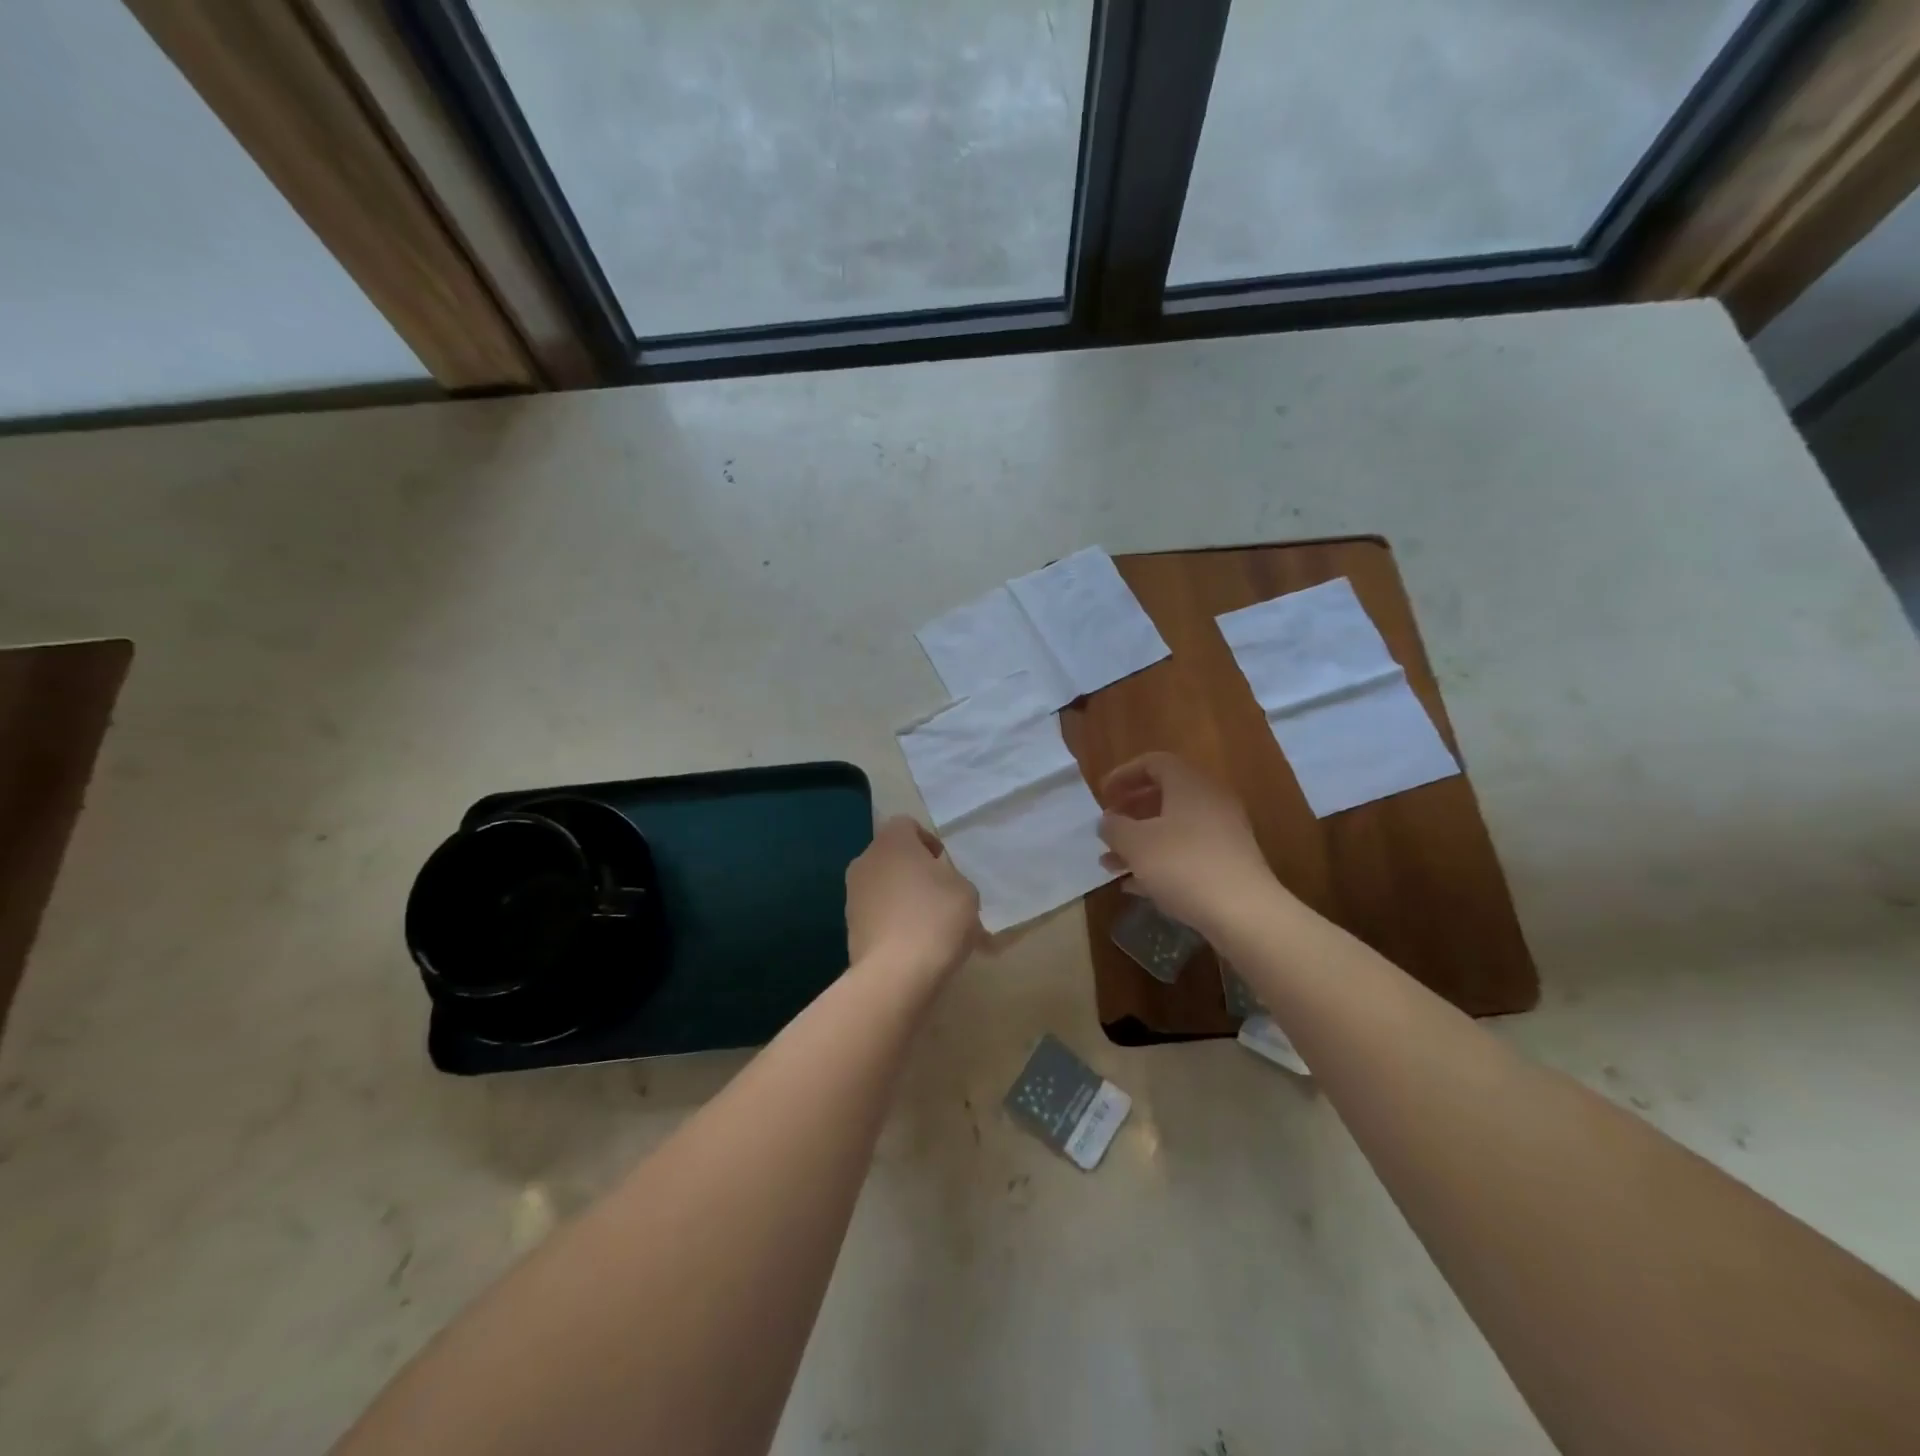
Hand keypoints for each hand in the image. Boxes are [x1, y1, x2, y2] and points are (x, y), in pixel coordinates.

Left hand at [846, 817, 981, 979]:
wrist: (896, 974)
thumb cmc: (936, 918)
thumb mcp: (965, 891)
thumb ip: (952, 877)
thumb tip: (940, 883)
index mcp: (892, 842)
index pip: (907, 824)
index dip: (928, 841)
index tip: (944, 865)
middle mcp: (865, 861)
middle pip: (891, 856)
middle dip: (913, 870)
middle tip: (939, 894)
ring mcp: (852, 895)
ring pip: (882, 886)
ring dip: (901, 897)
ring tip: (927, 924)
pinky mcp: (849, 927)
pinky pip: (876, 915)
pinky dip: (891, 922)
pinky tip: (912, 945)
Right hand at [1098, 752, 1278, 930]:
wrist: (1244, 912)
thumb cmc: (1183, 865)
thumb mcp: (1135, 843)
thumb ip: (1114, 827)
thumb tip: (1108, 821)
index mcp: (1189, 784)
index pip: (1153, 763)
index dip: (1123, 775)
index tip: (1102, 796)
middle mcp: (1210, 800)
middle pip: (1164, 795)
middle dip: (1130, 812)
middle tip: (1108, 828)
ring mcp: (1223, 833)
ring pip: (1173, 828)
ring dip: (1140, 842)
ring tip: (1111, 864)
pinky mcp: (1228, 863)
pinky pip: (1187, 852)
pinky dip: (1160, 861)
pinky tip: (1135, 885)